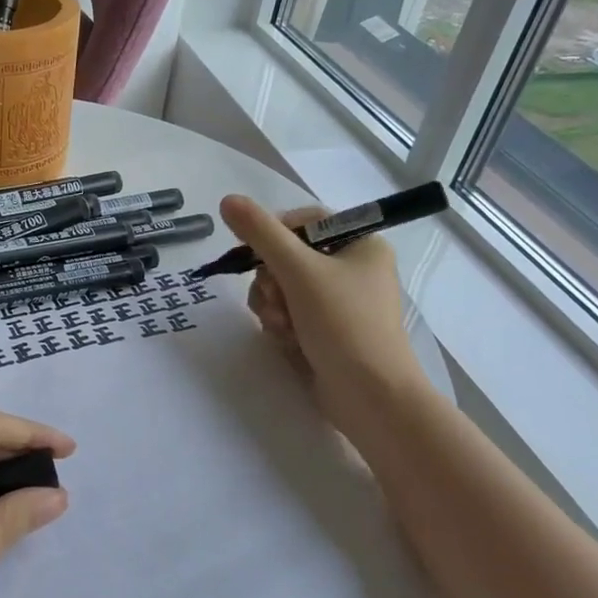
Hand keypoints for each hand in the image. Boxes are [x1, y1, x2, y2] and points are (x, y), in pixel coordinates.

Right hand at [218, 194, 431, 448]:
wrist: (370, 396)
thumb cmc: (343, 324)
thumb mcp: (299, 271)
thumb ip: (261, 233)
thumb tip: (227, 200)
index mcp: (361, 244)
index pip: (305, 222)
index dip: (274, 234)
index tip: (255, 254)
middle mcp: (352, 269)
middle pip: (287, 257)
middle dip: (271, 281)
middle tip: (276, 299)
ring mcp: (338, 303)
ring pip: (281, 288)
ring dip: (272, 306)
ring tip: (283, 326)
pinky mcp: (325, 331)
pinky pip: (287, 314)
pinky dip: (281, 325)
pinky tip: (288, 341)